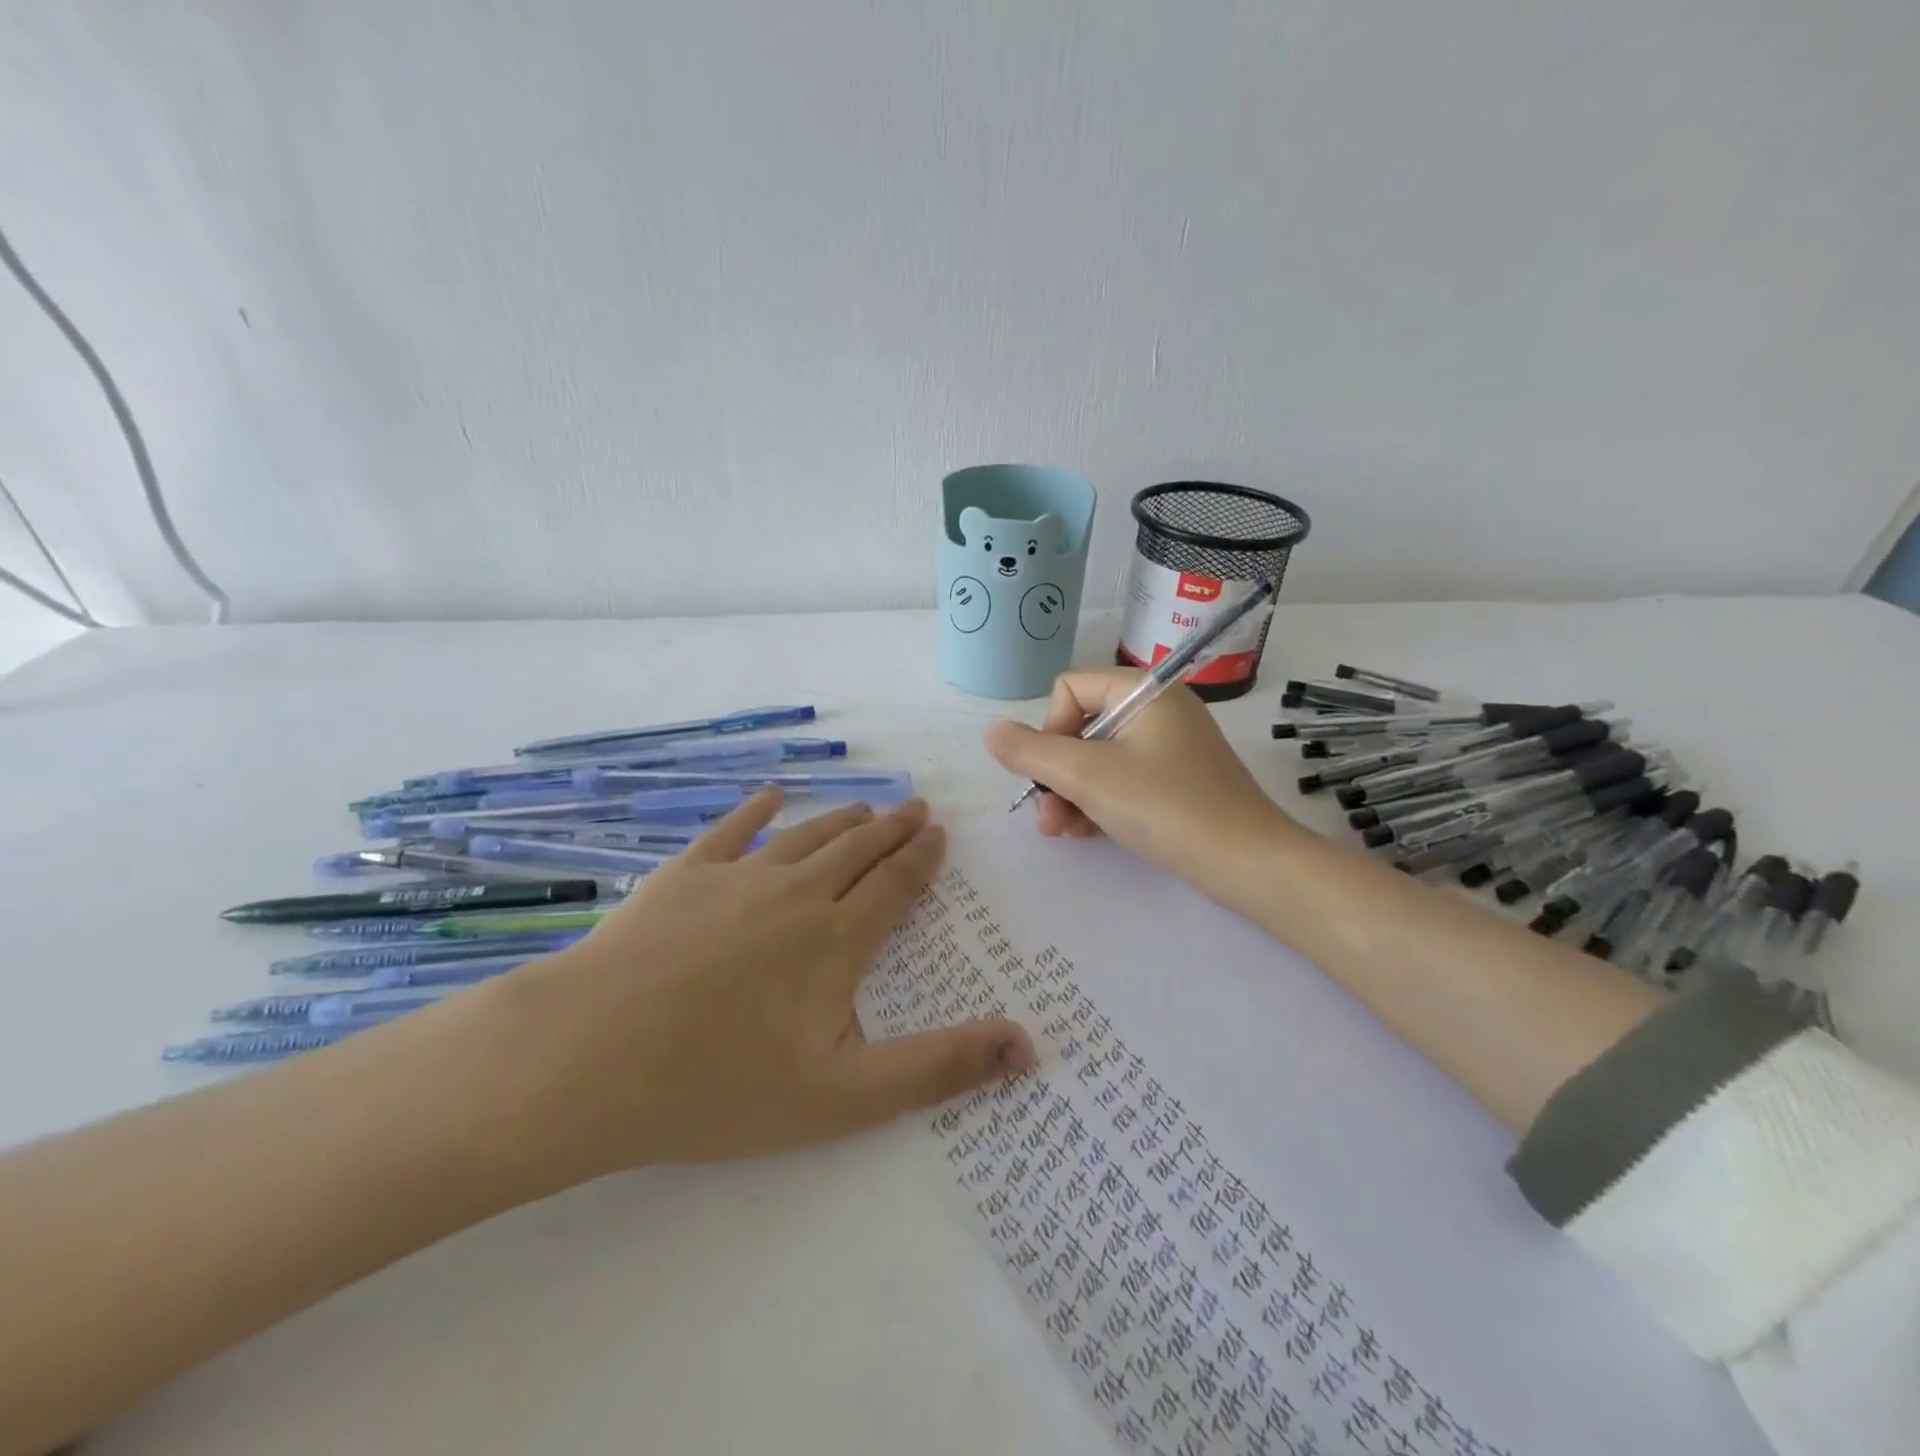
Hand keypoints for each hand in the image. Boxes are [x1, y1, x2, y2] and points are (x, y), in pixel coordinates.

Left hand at [492, 791, 1034, 1191]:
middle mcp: (796, 893)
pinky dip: (757, 809)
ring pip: (805, 836)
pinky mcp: (683, 876)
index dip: (922, 858)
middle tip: (916, 808)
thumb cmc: (721, 1086)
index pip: (895, 885)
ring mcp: (736, 878)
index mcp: (837, 940)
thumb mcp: (846, 1096)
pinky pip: (731, 830)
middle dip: (892, 829)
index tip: (939, 834)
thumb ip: (940, 1067)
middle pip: (857, 850)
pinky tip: (771, 795)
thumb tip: (1028, 1047)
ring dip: (842, 820)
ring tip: (867, 807)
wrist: (590, 1058)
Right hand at [984, 669, 1303, 894]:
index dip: (1049, 730)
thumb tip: (992, 732)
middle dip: (1056, 774)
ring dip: (1071, 794)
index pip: (1069, 689)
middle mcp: (1159, 710)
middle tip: (1047, 820)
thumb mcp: (1088, 777)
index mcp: (1144, 692)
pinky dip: (1099, 803)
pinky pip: (1123, 780)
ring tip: (1062, 833)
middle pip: (1082, 727)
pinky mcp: (1178, 781)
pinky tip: (1086, 834)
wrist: (1249, 863)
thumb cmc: (1165, 807)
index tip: (1051, 774)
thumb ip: (1032, 753)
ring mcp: (1171, 747)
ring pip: (1099, 759)